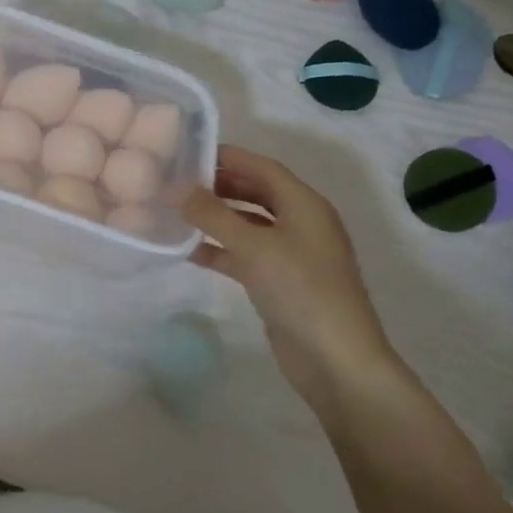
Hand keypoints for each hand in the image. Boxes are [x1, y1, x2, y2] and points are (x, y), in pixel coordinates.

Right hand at [184, 144, 396, 397]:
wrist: (336, 359)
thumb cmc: (300, 289)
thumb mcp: (253, 246)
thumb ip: (212, 215)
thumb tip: (177, 189)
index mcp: (305, 204)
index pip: (262, 167)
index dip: (227, 156)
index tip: (188, 152)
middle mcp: (301, 223)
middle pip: (256, 192)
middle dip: (219, 185)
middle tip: (178, 182)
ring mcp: (292, 254)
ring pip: (248, 224)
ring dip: (216, 218)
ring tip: (177, 212)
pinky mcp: (280, 282)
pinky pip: (245, 254)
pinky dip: (220, 250)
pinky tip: (189, 251)